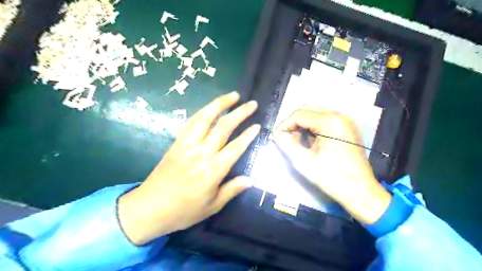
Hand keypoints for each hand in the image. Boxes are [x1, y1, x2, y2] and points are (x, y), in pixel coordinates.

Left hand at [118, 91, 259, 245]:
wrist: (149, 208)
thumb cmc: (184, 211)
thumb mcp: (212, 206)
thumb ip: (232, 190)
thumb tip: (250, 179)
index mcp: (213, 170)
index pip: (236, 147)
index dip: (248, 135)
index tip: (257, 125)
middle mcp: (202, 153)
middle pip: (223, 127)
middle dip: (239, 113)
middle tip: (251, 104)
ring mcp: (187, 145)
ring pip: (205, 118)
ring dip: (219, 104)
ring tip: (232, 95)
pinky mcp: (177, 142)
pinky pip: (191, 122)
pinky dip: (203, 112)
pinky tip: (210, 108)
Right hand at [271, 106, 390, 224]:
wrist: (360, 192)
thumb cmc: (333, 178)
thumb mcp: (305, 162)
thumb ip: (287, 144)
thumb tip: (277, 134)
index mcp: (330, 122)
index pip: (299, 114)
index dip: (285, 124)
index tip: (277, 137)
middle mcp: (339, 116)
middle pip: (307, 110)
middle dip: (293, 123)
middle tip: (287, 139)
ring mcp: (344, 121)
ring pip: (315, 114)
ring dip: (302, 125)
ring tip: (298, 142)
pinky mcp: (346, 128)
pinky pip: (324, 121)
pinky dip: (312, 128)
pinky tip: (310, 142)